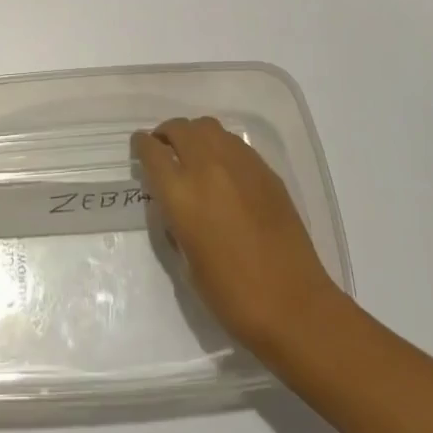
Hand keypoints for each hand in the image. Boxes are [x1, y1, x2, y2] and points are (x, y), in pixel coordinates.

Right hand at [132, 115, 343, 362]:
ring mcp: (240, 164)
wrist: (292, 304)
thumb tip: (173, 203)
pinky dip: (220, 146)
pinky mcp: (265, 170)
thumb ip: (173, 222)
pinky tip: (223, 169)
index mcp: (181, 194)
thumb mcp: (186, 261)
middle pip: (180, 128)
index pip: (152, 151)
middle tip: (164, 148)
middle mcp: (208, 168)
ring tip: (193, 153)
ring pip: (208, 127)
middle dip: (166, 134)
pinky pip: (234, 143)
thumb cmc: (230, 294)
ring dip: (194, 134)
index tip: (140, 147)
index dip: (141, 145)